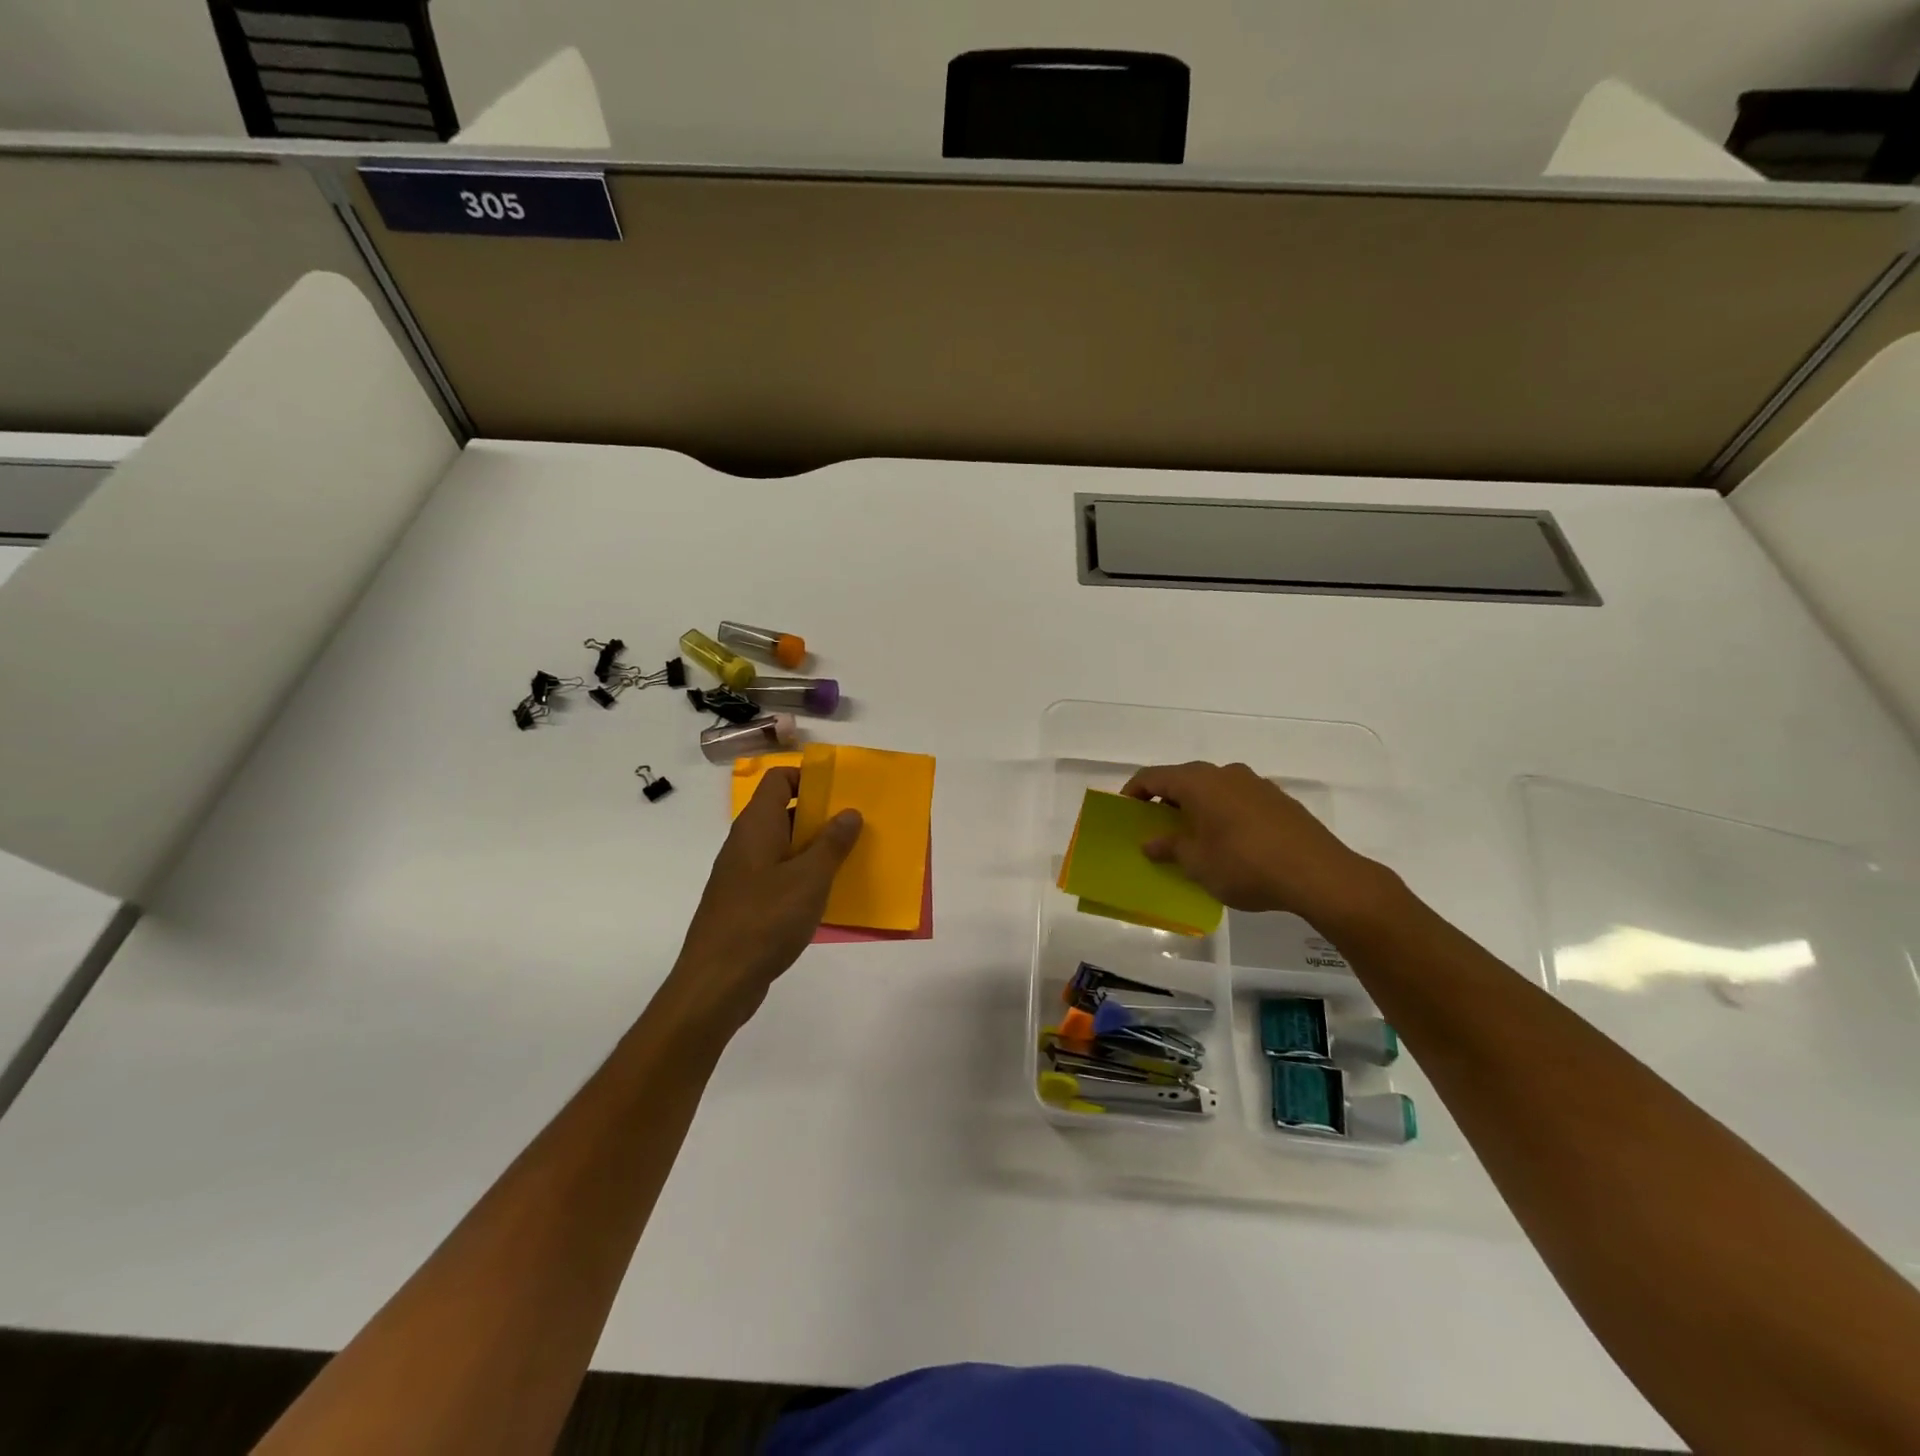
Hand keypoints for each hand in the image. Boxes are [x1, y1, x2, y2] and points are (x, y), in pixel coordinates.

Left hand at [661, 767, 861, 1032]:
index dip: (809, 777)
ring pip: (784, 847)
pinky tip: (827, 896)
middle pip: (784, 812)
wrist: (717, 981)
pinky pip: (779, 877)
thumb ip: (832, 843)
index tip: (842, 791)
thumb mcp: (810, 878)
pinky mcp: (746, 903)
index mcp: (757, 825)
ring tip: (851, 859)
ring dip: (815, 850)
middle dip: (821, 815)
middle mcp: (746, 843)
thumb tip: (849, 812)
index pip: (779, 779)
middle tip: (858, 825)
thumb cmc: (765, 920)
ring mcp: (743, 875)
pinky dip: (803, 878)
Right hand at [1121, 761, 1394, 924]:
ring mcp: (1255, 784)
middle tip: (1157, 827)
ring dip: (1197, 807)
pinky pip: (1238, 799)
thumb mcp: (1197, 863)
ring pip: (1213, 788)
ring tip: (1193, 837)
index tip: (1126, 812)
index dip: (1134, 791)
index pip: (1153, 776)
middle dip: (1166, 800)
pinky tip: (1229, 842)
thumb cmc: (1245, 865)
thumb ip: (1170, 848)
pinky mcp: (1278, 800)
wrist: (1318, 874)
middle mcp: (1225, 773)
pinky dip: (1223, 813)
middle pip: (1184, 778)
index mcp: (1198, 783)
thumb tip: (1151, 842)